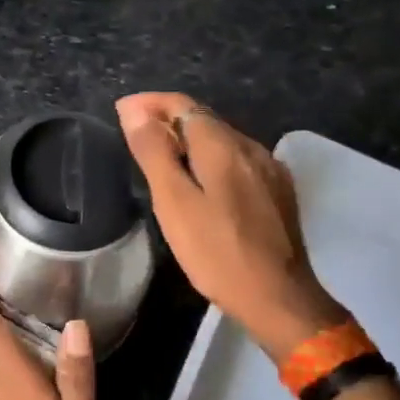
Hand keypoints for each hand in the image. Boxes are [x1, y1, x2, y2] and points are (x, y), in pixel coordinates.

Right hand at [116, 92, 346, 360]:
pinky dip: (210, 158)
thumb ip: (155, 153)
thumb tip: (134, 111)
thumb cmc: (217, 252)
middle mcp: (251, 148)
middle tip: (134, 131)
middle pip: (204, 119)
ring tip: (161, 154)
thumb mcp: (174, 203)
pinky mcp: (277, 192)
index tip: (121, 110)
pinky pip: (236, 161)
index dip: (150, 103)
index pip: (183, 105)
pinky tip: (200, 178)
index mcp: (223, 147)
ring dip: (189, 138)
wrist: (278, 297)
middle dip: (168, 117)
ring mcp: (269, 170)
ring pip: (222, 140)